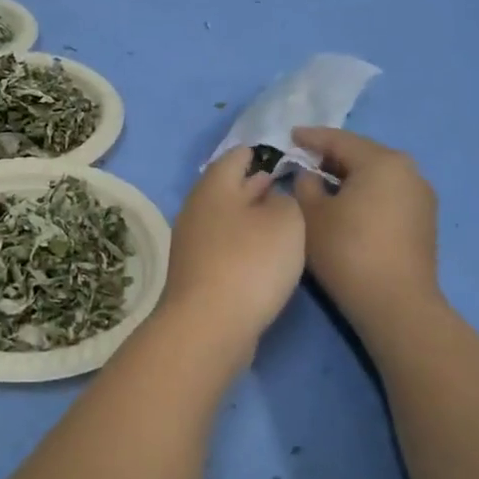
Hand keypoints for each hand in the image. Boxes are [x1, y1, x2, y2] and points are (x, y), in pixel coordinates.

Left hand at [158, 148, 305, 353]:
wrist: (209, 325)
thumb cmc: (250, 263)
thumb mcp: (285, 221)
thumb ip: (285, 200)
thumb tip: (272, 199)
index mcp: (214, 187)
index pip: (234, 157)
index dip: (258, 153)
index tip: (279, 154)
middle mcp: (196, 210)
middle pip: (226, 188)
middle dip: (253, 184)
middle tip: (282, 182)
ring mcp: (192, 244)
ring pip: (225, 218)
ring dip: (249, 215)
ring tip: (279, 218)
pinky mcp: (196, 273)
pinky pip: (223, 246)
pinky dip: (242, 242)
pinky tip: (263, 254)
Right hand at [291, 127, 442, 324]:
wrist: (395, 303)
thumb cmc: (347, 250)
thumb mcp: (311, 215)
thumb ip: (305, 185)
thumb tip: (310, 176)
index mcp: (381, 161)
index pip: (339, 140)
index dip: (310, 138)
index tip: (290, 136)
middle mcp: (408, 171)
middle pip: (362, 154)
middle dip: (331, 156)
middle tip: (303, 160)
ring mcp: (421, 196)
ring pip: (377, 175)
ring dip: (349, 176)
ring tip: (322, 184)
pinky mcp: (424, 220)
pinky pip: (388, 194)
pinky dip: (366, 193)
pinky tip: (347, 206)